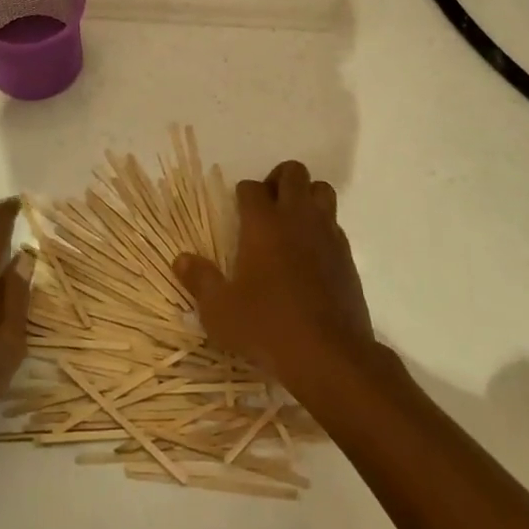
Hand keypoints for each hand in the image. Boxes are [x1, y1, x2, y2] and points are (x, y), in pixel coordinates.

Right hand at [173, 160, 375, 394]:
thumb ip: (200, 280)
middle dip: (278, 179)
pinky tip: (310, 255)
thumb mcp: (220, 311)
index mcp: (263, 223)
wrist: (329, 356)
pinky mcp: (347, 256)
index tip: (237, 211)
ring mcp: (327, 234)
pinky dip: (322, 228)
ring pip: (322, 190)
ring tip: (291, 222)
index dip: (242, 194)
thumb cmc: (267, 327)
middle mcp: (297, 218)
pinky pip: (335, 224)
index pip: (251, 187)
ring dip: (306, 197)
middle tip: (266, 206)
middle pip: (293, 173)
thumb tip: (181, 259)